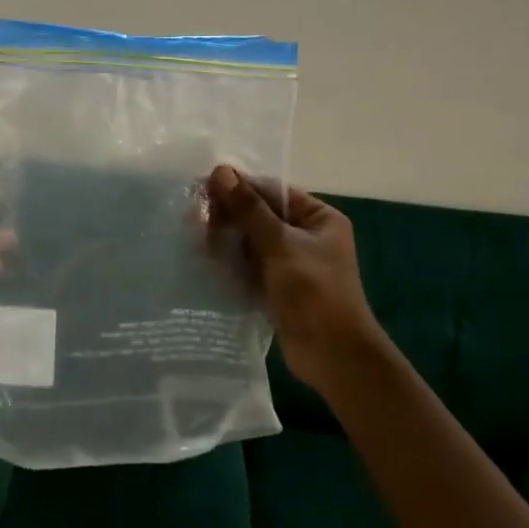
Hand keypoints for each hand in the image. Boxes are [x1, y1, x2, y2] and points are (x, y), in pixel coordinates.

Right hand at [205, 164, 378, 391]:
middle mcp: (306, 235)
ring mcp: (291, 263)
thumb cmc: (314, 292)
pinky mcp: (278, 287)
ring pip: (250, 241)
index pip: (271, 191)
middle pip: (259, 215)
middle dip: (228, 216)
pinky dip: (231, 262)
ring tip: (197, 241)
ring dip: (226, 240)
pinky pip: (249, 265)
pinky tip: (207, 261)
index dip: (238, 187)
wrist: (333, 356)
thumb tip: (221, 170)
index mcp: (318, 218)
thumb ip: (248, 208)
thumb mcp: (280, 244)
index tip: (201, 187)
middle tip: (194, 219)